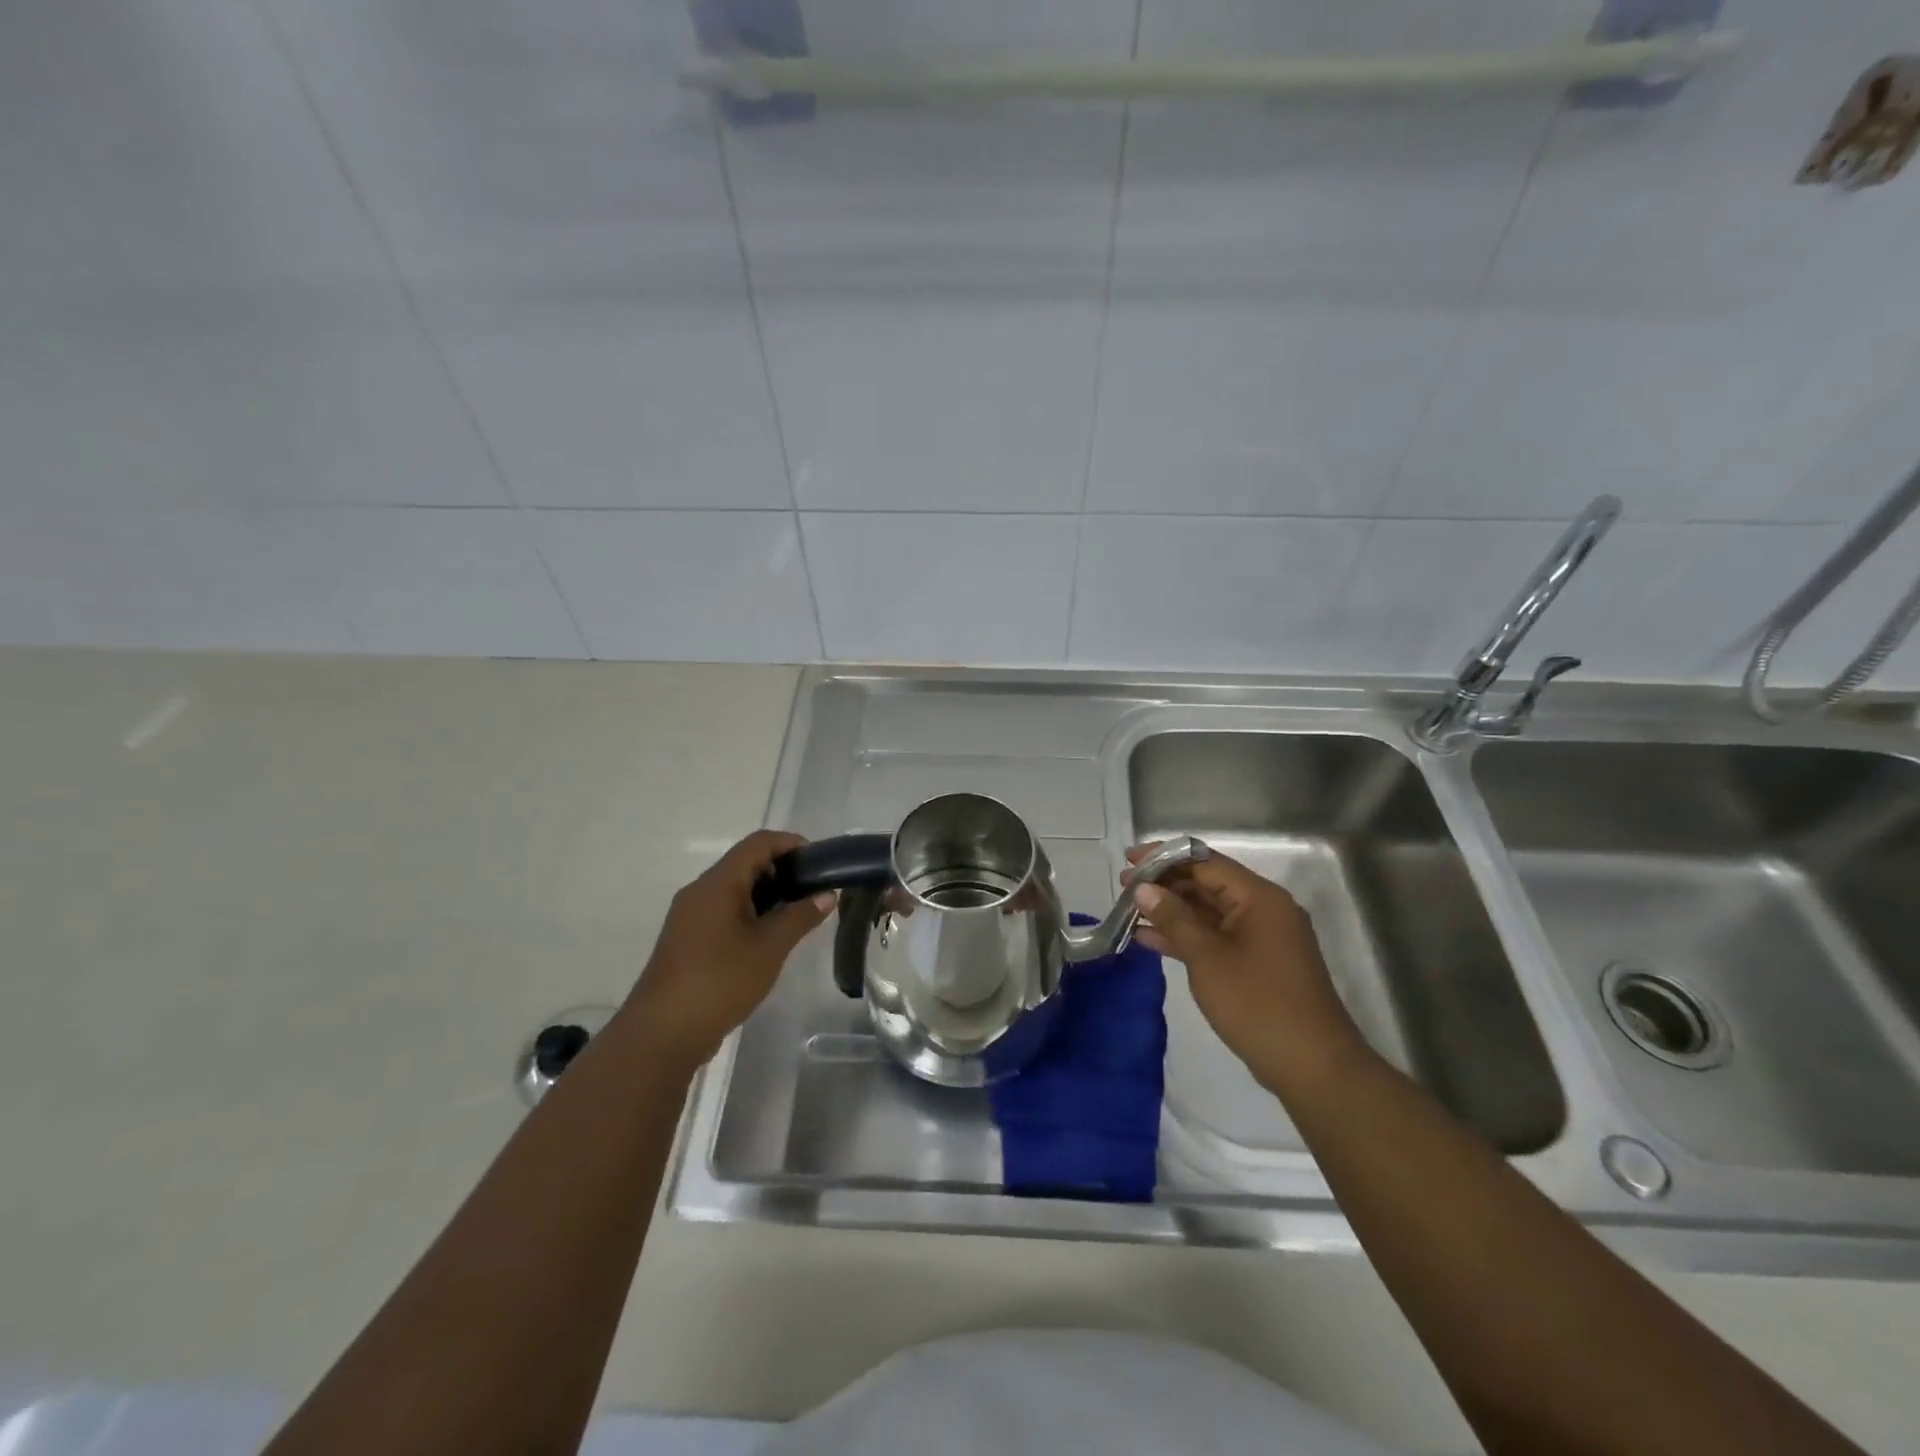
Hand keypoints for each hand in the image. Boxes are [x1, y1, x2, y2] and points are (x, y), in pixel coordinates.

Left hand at [629, 831, 833, 1070]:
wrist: (662, 1034)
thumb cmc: (720, 981)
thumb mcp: (770, 948)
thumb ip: (800, 917)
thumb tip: (826, 895)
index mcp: (717, 883)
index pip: (758, 843)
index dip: (791, 843)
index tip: (820, 862)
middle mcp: (700, 891)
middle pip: (745, 863)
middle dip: (783, 870)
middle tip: (815, 891)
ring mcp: (690, 916)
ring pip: (735, 889)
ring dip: (768, 894)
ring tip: (799, 915)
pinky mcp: (688, 940)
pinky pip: (724, 911)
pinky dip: (751, 913)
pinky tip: (770, 938)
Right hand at [1126, 844, 1370, 1094]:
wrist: (1312, 1067)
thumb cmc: (1258, 1003)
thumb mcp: (1207, 957)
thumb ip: (1174, 918)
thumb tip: (1143, 888)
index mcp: (1259, 897)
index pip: (1205, 862)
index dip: (1164, 858)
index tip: (1129, 860)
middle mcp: (1263, 909)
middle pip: (1207, 883)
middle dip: (1165, 884)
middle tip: (1124, 888)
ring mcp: (1261, 938)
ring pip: (1208, 912)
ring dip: (1171, 911)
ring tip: (1130, 911)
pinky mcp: (1256, 963)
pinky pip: (1215, 937)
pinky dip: (1186, 936)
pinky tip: (1149, 940)